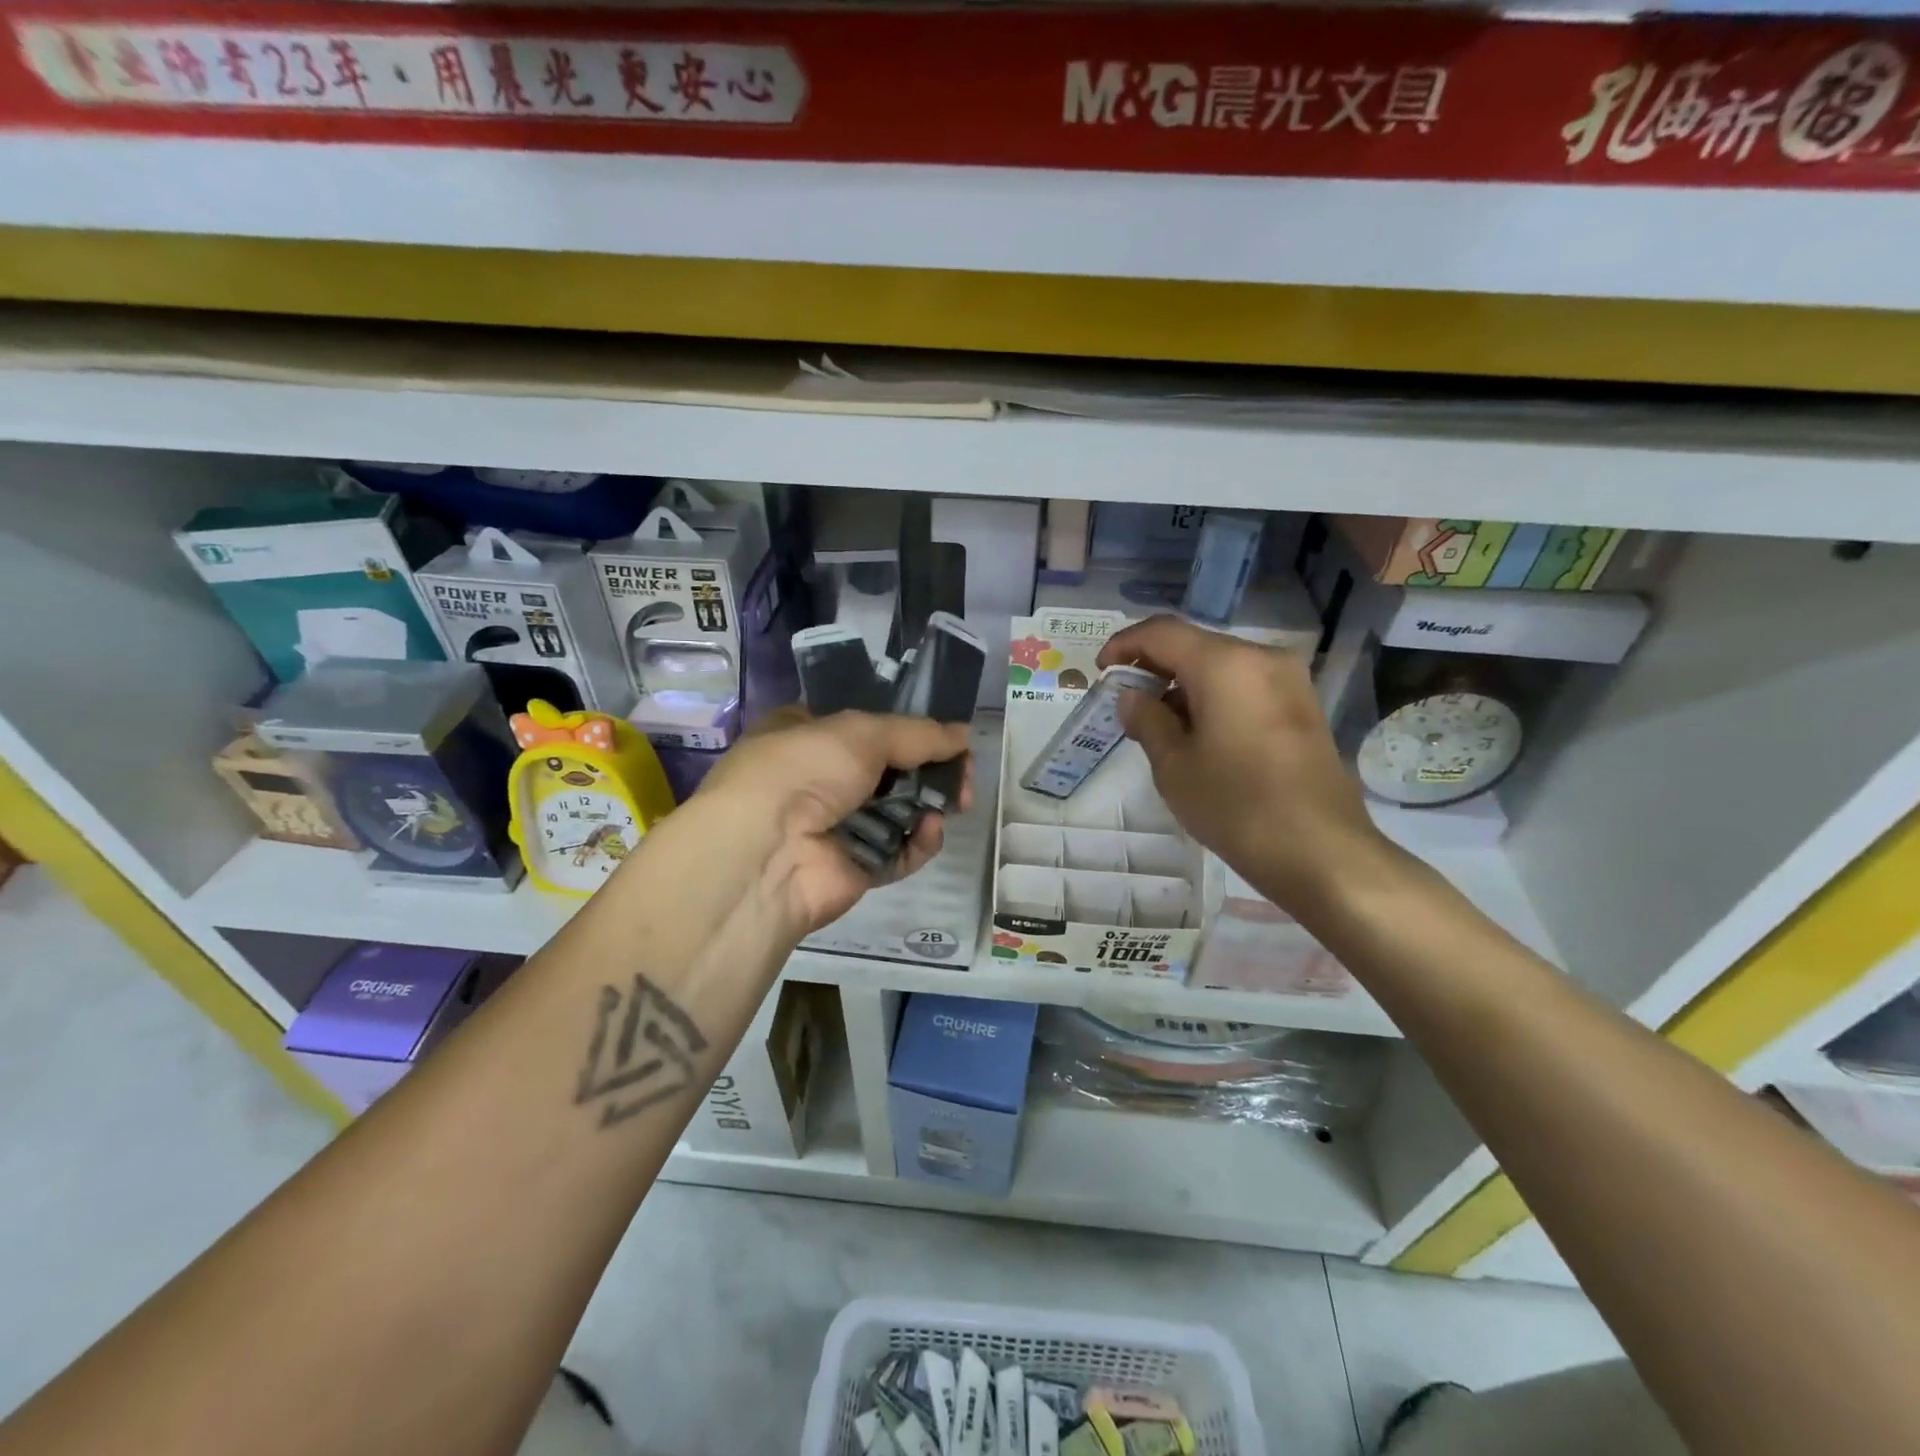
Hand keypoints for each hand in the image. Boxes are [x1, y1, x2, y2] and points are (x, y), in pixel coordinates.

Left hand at [693, 710, 973, 933]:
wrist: (765, 853)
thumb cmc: (803, 770)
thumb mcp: (861, 732)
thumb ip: (918, 733)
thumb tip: (964, 734)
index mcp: (807, 733)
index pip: (866, 724)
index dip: (907, 725)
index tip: (947, 732)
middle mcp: (820, 778)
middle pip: (891, 768)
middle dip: (931, 768)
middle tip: (964, 771)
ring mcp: (837, 825)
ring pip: (899, 810)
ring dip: (930, 803)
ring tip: (958, 800)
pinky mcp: (854, 866)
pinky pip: (898, 850)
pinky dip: (918, 841)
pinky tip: (930, 831)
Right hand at [1098, 615, 1390, 911]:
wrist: (1321, 850)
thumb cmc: (1236, 805)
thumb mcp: (1174, 765)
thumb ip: (1147, 719)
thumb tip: (1131, 696)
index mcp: (1225, 664)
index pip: (1161, 632)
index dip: (1124, 645)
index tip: (1101, 672)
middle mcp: (1261, 658)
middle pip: (1194, 645)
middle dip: (1155, 667)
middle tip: (1127, 703)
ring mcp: (1289, 680)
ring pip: (1221, 666)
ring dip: (1184, 685)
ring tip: (1160, 726)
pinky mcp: (1302, 705)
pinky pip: (1245, 685)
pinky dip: (1214, 697)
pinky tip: (1200, 734)